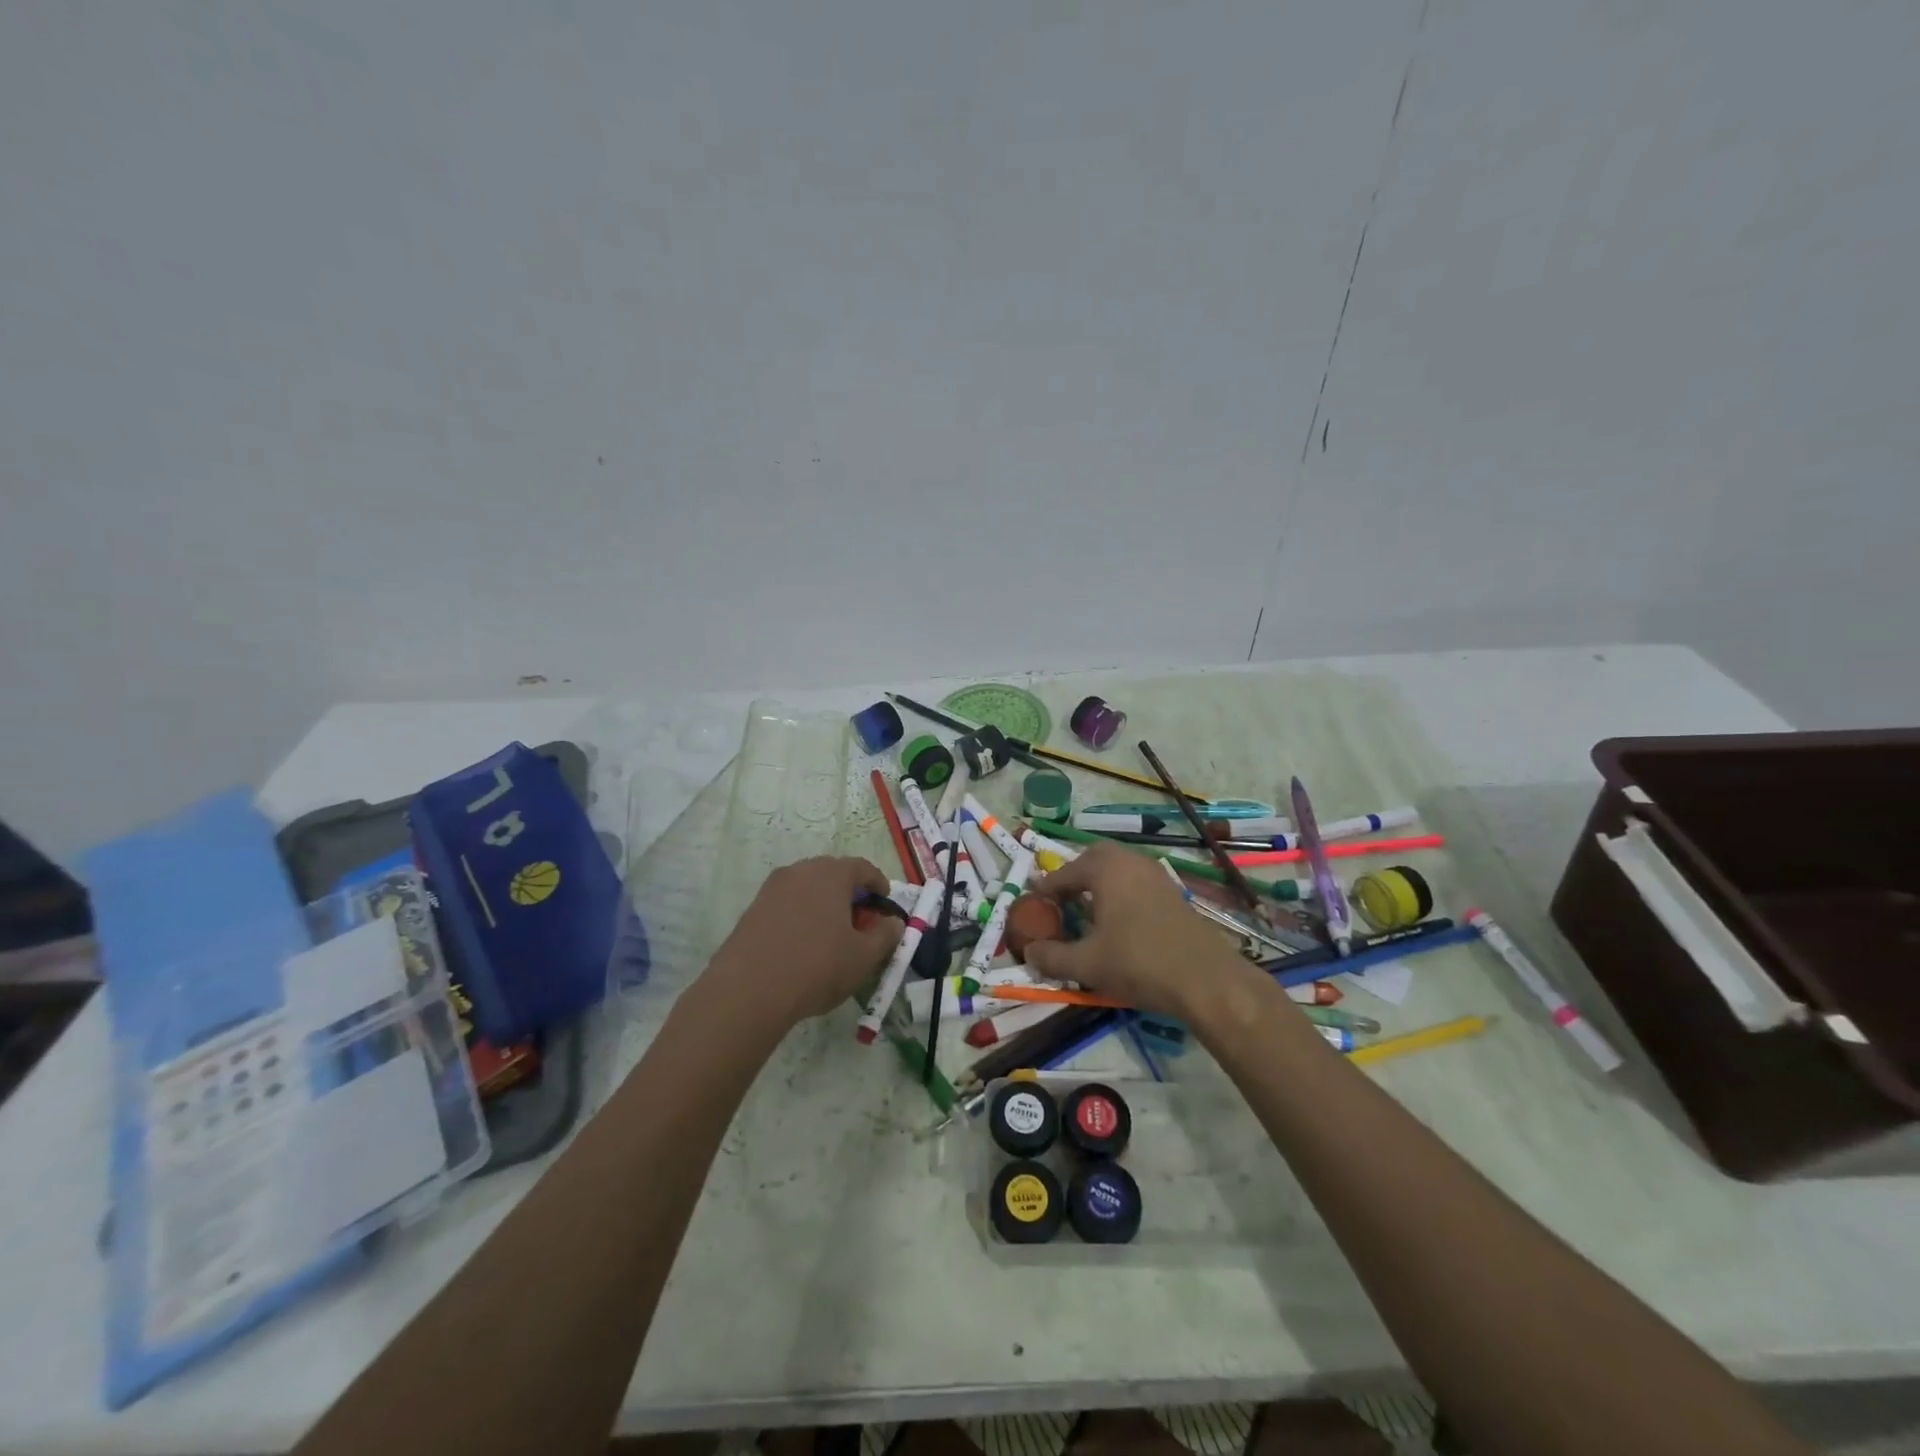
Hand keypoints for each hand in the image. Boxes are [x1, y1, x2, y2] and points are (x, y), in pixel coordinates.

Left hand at [704, 856, 903, 1029]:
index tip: (884, 901)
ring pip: (807, 887)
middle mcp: (801, 871)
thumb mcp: (863, 957)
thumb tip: (894, 922)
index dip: (877, 883)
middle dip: (849, 892)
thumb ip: (885, 935)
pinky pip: (786, 903)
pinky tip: (802, 943)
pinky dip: (800, 914)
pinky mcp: (753, 909)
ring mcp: (772, 889)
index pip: (862, 867)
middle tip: (859, 919)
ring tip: (831, 933)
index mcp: (831, 874)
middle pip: (832, 873)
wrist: (748, 991)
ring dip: (823, 902)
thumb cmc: (816, 968)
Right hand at [1024, 844, 1253, 1020]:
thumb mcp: (1087, 964)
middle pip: (1095, 859)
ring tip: (1086, 911)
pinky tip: (1117, 922)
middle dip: (1075, 876)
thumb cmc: (1139, 963)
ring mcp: (1157, 876)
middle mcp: (1131, 862)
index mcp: (1107, 869)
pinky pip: (1136, 883)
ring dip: (1099, 884)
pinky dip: (1120, 894)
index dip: (1046, 889)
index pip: (1065, 872)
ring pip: (1119, 869)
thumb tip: (1029, 952)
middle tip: (1061, 899)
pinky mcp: (1173, 894)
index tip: (1032, 903)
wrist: (1206, 980)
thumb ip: (1052, 957)